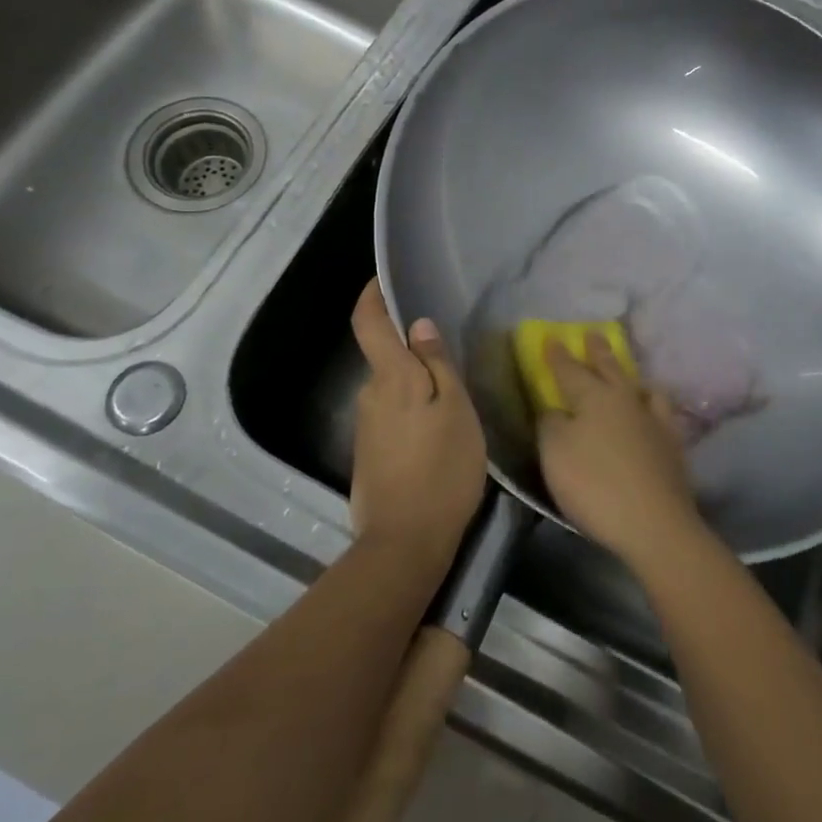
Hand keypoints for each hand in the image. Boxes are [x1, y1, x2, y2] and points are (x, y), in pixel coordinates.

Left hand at [349, 279, 486, 569]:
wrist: (405, 542)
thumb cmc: (442, 468)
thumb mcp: (456, 410)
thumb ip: (437, 364)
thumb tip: (417, 325)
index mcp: (391, 378)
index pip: (368, 323)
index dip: (371, 296)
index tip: (382, 279)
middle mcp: (370, 395)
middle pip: (384, 358)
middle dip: (410, 351)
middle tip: (451, 359)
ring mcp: (366, 427)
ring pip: (391, 390)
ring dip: (415, 387)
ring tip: (453, 401)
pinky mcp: (369, 454)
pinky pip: (391, 417)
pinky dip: (412, 413)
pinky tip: (436, 434)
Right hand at [536, 335, 703, 573]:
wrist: (655, 524)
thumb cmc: (595, 485)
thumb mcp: (556, 453)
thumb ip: (551, 424)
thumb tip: (556, 410)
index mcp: (595, 397)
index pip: (570, 370)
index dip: (558, 355)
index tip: (552, 337)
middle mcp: (626, 400)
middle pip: (610, 369)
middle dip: (599, 351)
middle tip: (593, 333)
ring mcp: (655, 422)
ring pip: (642, 388)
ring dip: (631, 376)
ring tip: (630, 375)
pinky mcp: (673, 447)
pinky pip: (663, 414)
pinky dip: (654, 406)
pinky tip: (654, 412)